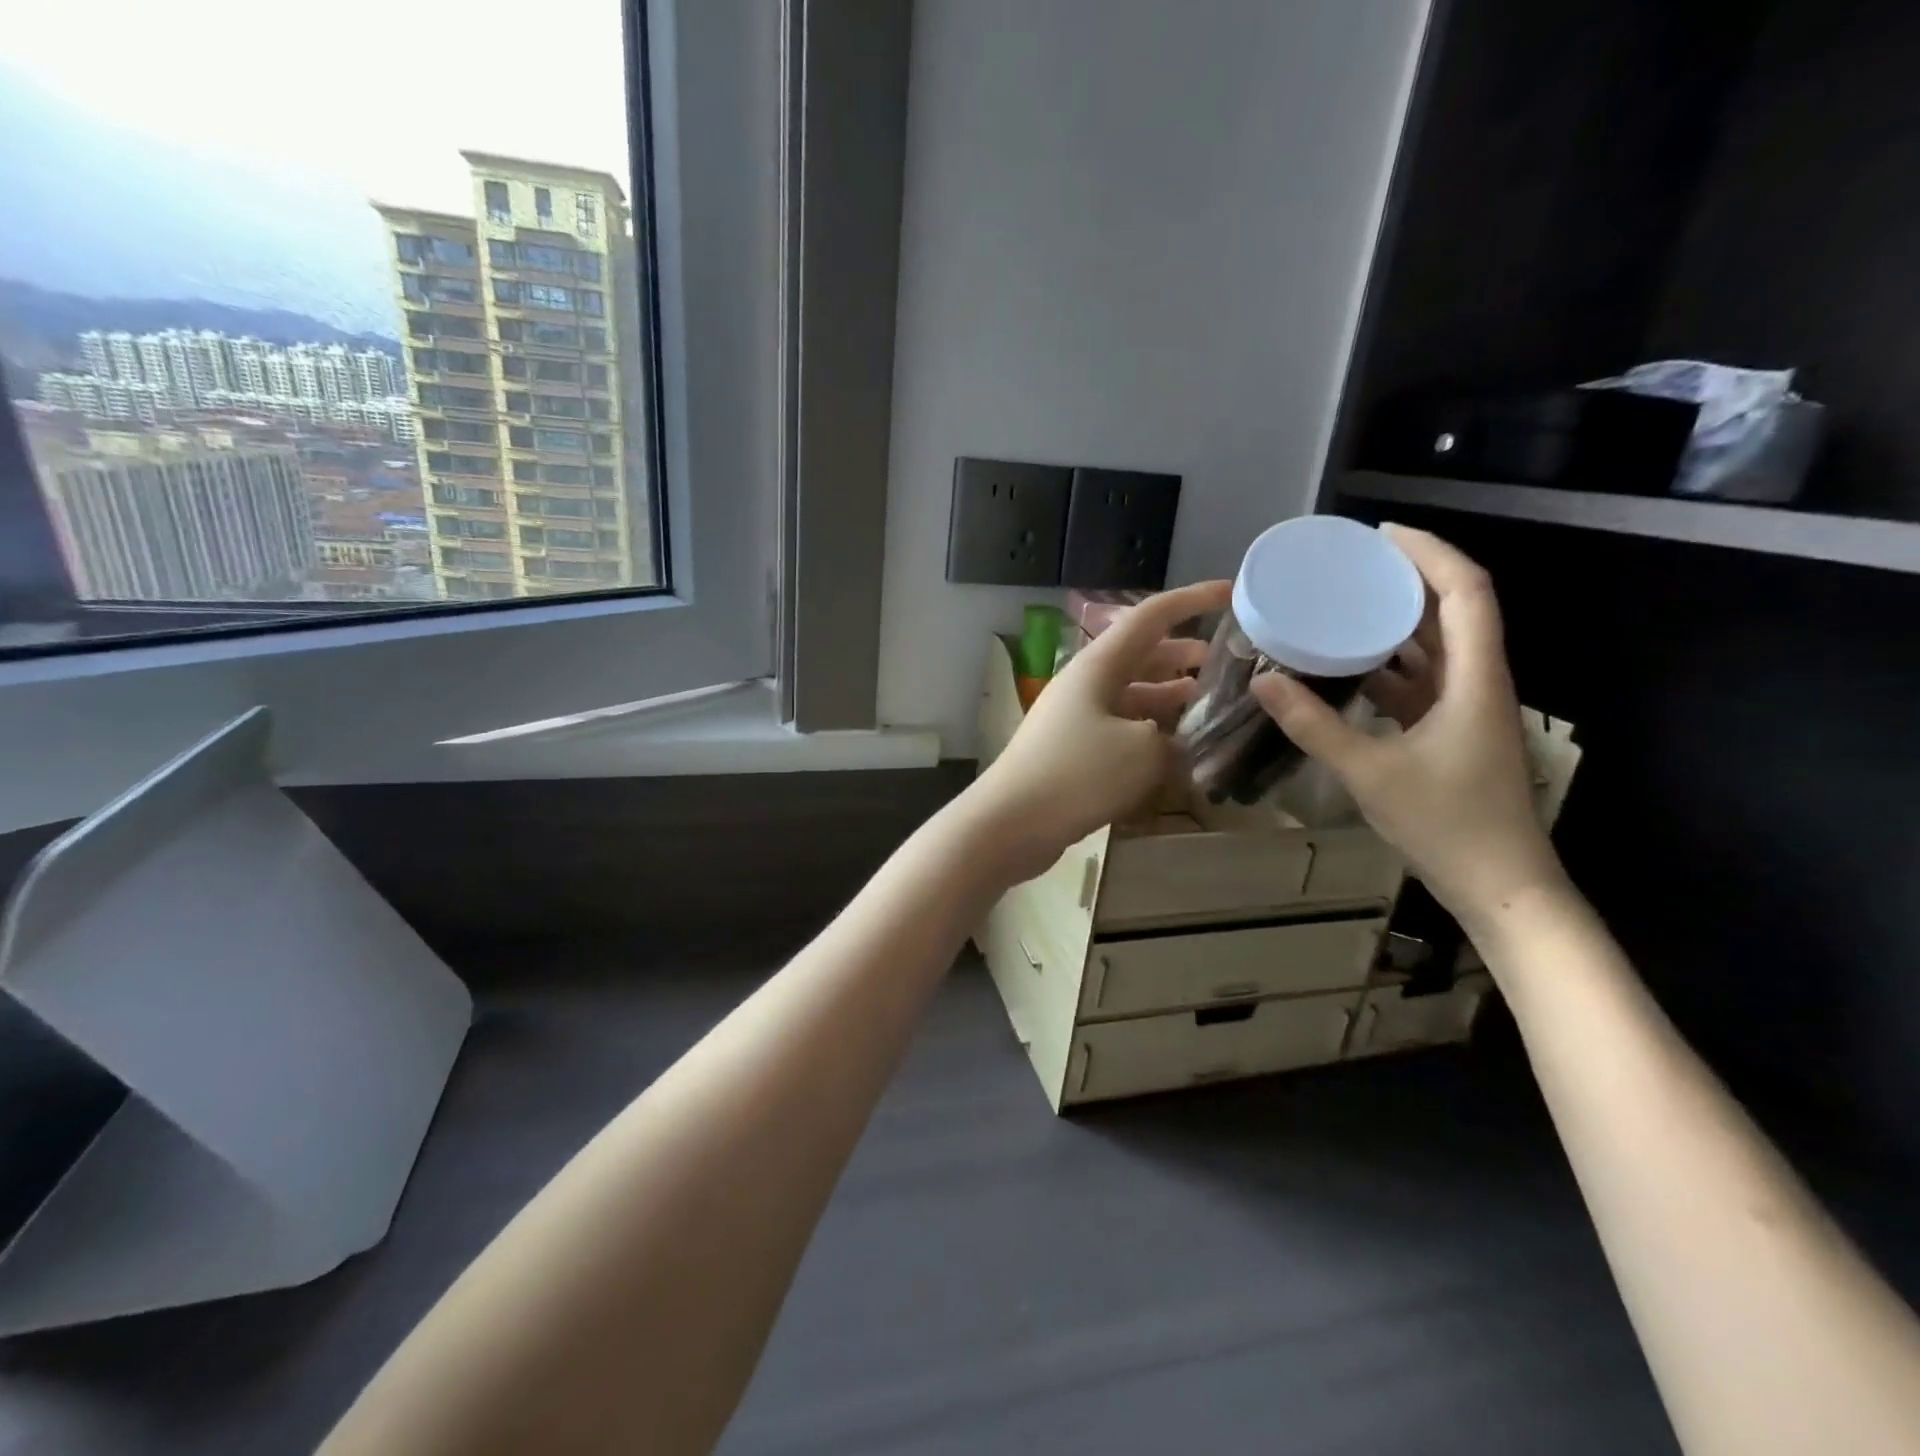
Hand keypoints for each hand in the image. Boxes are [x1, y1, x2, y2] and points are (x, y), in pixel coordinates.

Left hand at [970, 580, 1230, 883]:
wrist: (1009, 823)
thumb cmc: (1076, 775)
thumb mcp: (1143, 753)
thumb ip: (1175, 740)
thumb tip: (1180, 744)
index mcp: (1100, 665)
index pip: (1152, 616)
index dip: (1193, 600)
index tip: (1230, 593)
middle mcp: (1086, 683)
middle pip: (1142, 656)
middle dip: (1183, 655)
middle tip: (1225, 666)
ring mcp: (1076, 717)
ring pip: (1132, 694)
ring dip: (1169, 695)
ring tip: (1206, 704)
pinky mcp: (1073, 750)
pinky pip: (1120, 728)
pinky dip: (1149, 731)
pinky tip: (1174, 750)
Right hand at [1251, 525, 1566, 925]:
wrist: (1501, 885)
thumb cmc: (1446, 824)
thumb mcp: (1369, 772)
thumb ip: (1313, 725)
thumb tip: (1263, 681)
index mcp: (1475, 679)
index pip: (1466, 592)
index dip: (1429, 553)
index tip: (1379, 536)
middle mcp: (1479, 682)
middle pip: (1454, 610)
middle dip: (1408, 579)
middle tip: (1352, 566)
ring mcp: (1468, 709)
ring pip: (1438, 647)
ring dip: (1398, 622)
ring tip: (1345, 605)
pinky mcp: (1454, 733)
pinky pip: (1422, 682)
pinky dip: (1390, 667)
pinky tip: (1349, 668)